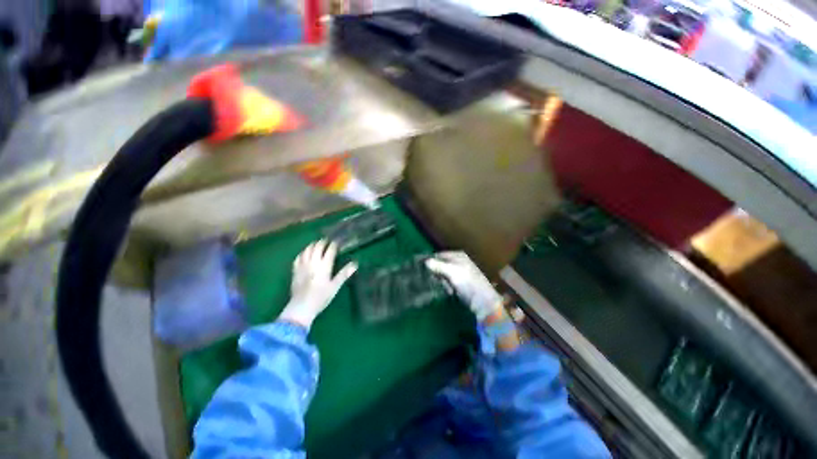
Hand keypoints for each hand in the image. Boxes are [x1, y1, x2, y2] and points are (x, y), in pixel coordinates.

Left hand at [279, 240, 356, 328]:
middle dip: (322, 242)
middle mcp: (313, 263)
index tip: (337, 242)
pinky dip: (303, 252)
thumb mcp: (335, 286)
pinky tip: (305, 253)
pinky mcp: (295, 271)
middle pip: (317, 247)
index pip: (329, 250)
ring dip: (312, 245)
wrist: (301, 307)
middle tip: (327, 241)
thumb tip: (355, 264)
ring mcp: (302, 266)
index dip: (334, 245)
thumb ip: (344, 274)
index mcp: (324, 266)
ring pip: (307, 250)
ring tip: (316, 244)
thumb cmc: (321, 297)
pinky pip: (298, 257)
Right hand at [426, 252, 501, 321]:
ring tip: (448, 288)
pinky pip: (448, 282)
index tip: (424, 270)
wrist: (483, 301)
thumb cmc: (468, 283)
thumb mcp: (452, 272)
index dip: (432, 261)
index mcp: (458, 255)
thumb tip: (426, 261)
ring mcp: (460, 272)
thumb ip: (438, 266)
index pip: (439, 255)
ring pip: (443, 275)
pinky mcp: (460, 282)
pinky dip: (448, 286)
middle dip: (438, 274)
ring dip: (443, 282)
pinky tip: (451, 291)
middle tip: (439, 281)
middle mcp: (458, 261)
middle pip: (440, 265)